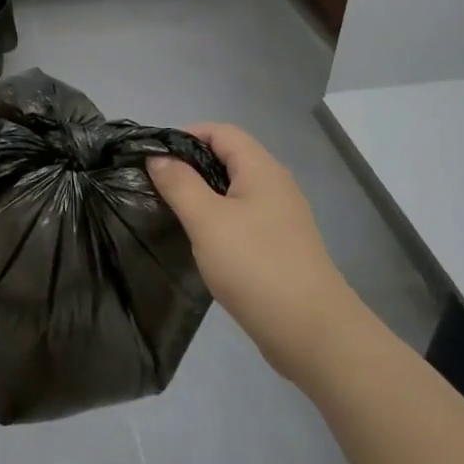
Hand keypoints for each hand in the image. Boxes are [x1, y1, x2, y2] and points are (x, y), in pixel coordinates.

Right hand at [148, 124, 354, 384]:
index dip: (185, 134)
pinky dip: (216, 217)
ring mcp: (279, 217)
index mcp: (261, 169)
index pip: (221, 131)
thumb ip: (179, 184)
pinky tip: (198, 238)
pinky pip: (241, 216)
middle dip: (190, 163)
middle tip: (154, 181)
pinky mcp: (278, 245)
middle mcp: (275, 185)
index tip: (152, 154)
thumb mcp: (207, 221)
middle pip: (228, 157)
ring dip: (201, 192)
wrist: (311, 331)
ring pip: (233, 189)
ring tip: (168, 207)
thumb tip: (158, 156)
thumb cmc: (256, 266)